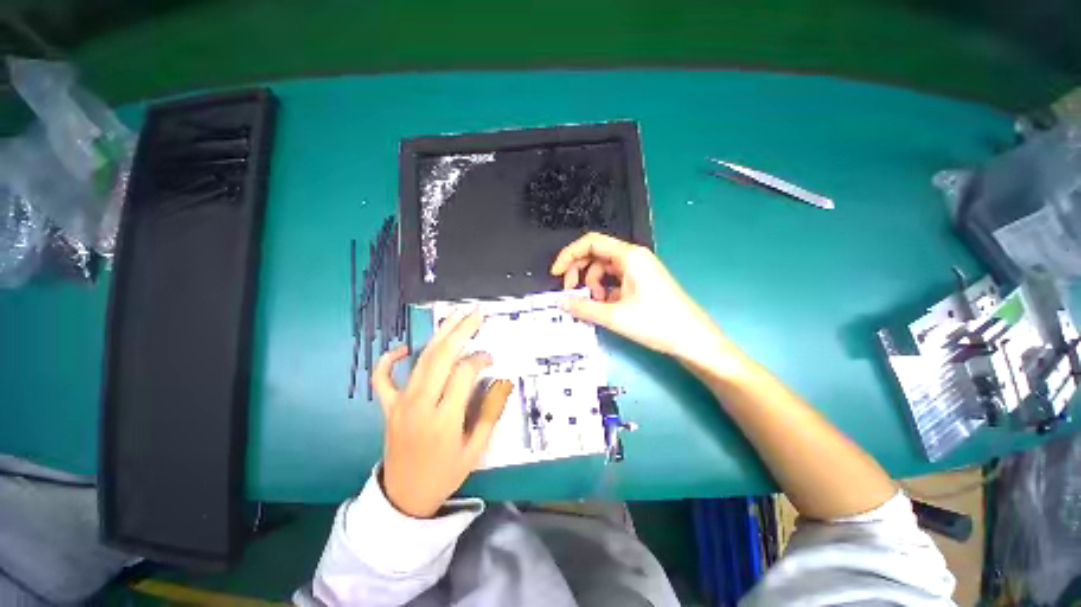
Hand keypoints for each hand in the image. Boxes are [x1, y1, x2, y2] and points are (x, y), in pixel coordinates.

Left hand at [372, 311, 512, 517]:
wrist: (405, 497)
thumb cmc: (445, 472)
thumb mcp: (476, 449)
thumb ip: (491, 412)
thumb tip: (504, 381)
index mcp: (444, 418)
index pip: (464, 373)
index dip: (480, 359)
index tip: (491, 357)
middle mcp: (420, 405)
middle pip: (441, 357)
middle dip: (461, 331)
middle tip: (476, 314)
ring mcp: (400, 403)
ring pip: (421, 360)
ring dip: (439, 335)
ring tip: (454, 317)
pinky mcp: (388, 407)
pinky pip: (382, 378)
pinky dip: (389, 359)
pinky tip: (404, 347)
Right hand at [550, 232, 729, 368]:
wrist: (693, 339)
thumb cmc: (656, 323)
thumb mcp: (614, 316)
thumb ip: (583, 308)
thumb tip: (560, 302)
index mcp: (629, 256)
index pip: (590, 242)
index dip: (569, 255)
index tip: (556, 274)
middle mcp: (633, 257)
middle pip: (596, 255)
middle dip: (579, 271)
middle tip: (571, 293)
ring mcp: (639, 269)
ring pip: (604, 269)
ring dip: (592, 284)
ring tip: (594, 304)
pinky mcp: (641, 281)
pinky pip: (615, 279)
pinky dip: (604, 290)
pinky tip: (605, 307)